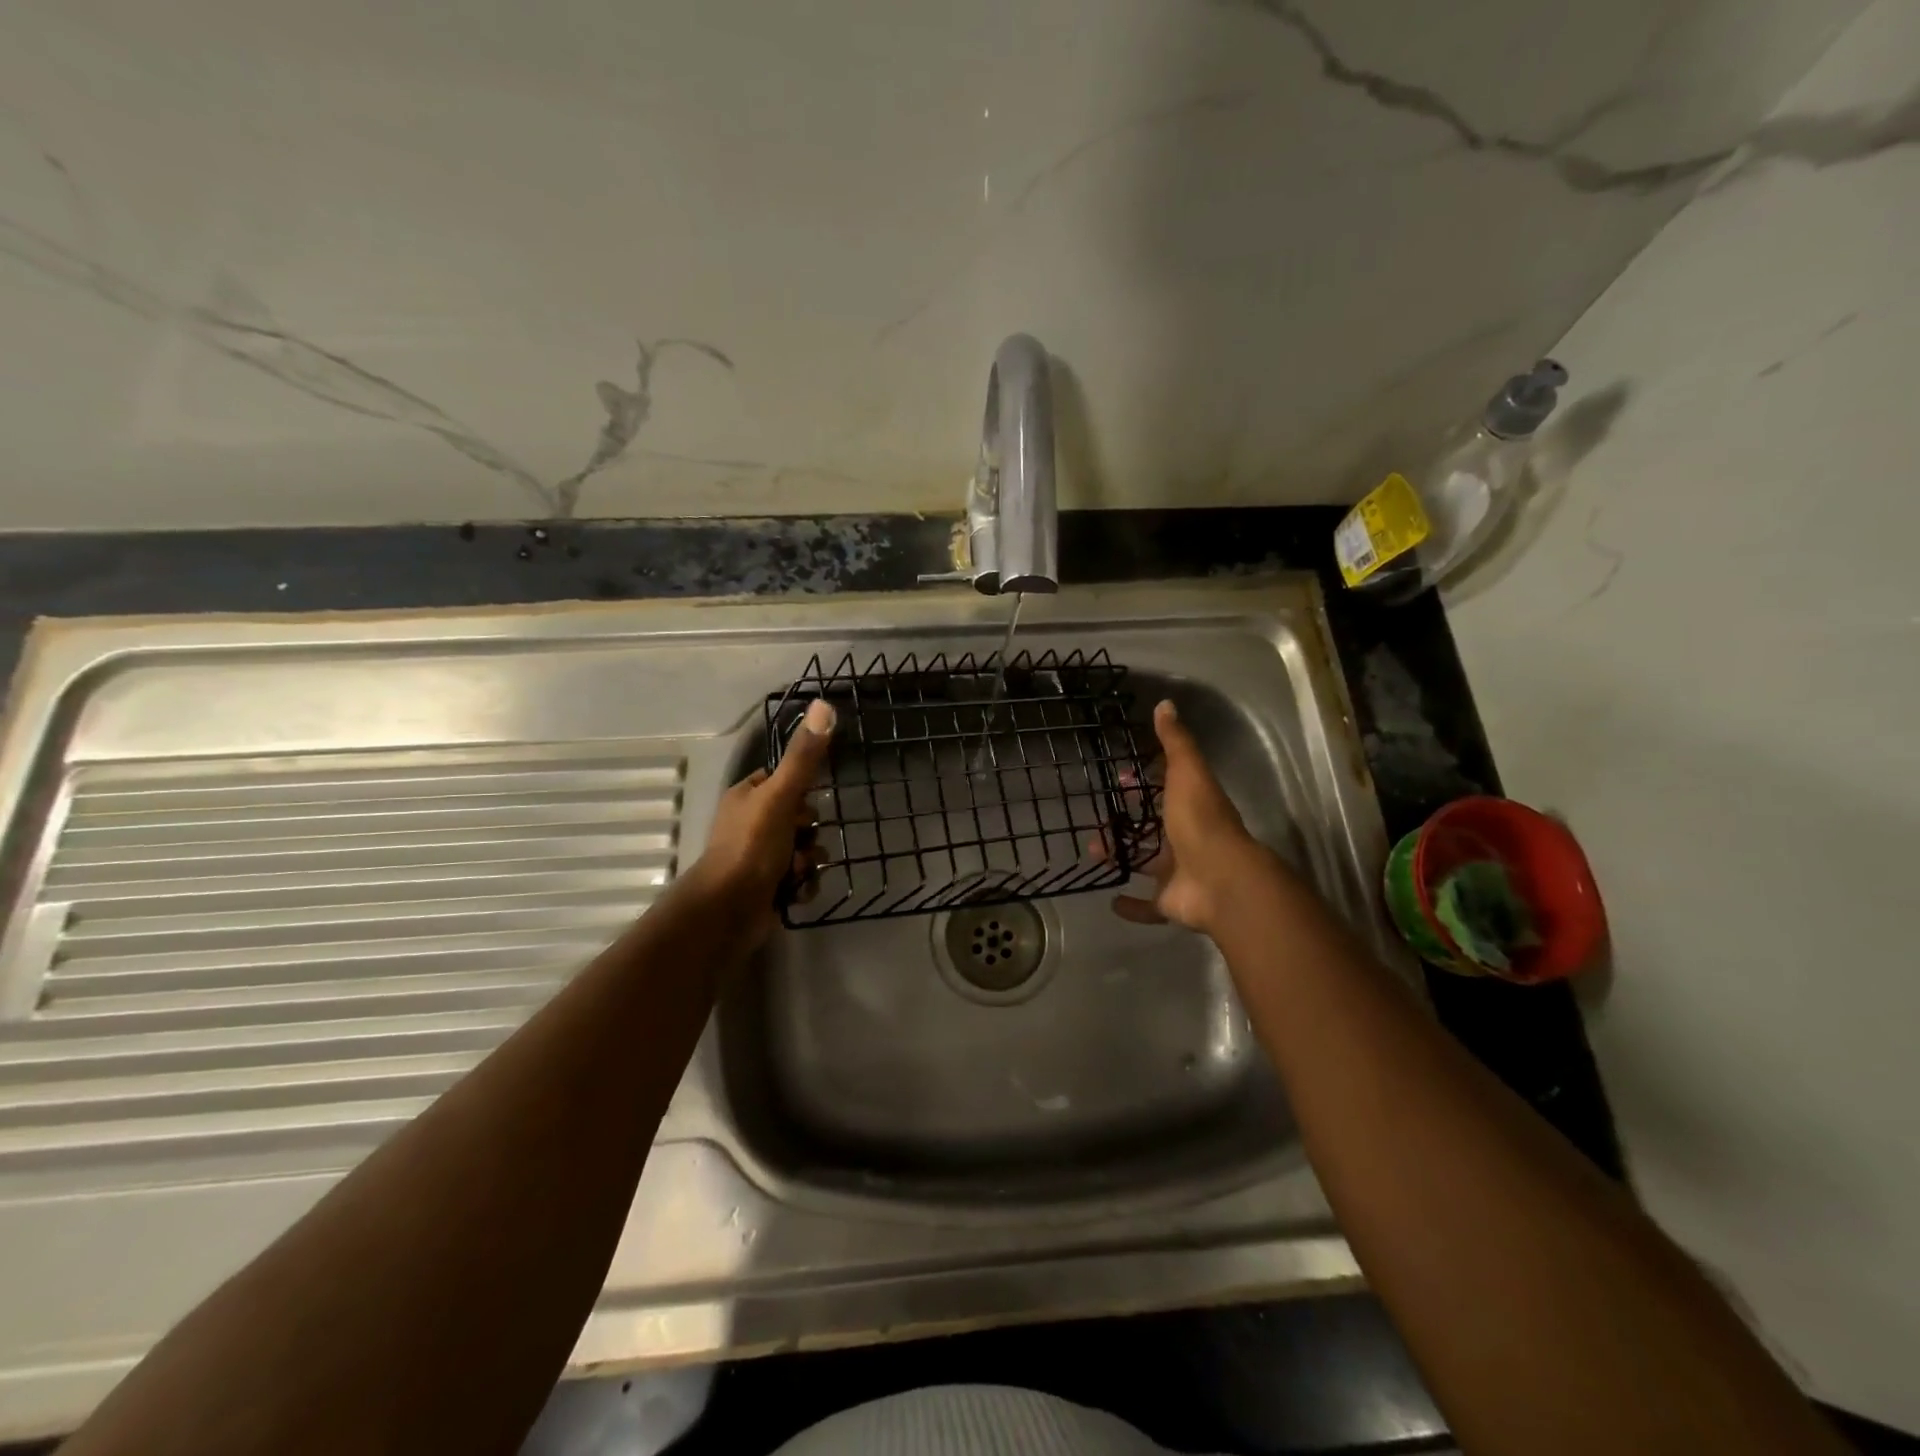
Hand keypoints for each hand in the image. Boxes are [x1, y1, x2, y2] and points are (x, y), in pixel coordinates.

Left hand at [688, 698, 835, 943]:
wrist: (728, 910)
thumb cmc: (751, 847)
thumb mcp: (781, 796)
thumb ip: (803, 757)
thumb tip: (824, 704)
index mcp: (746, 797)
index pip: (783, 782)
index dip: (801, 792)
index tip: (808, 802)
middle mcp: (749, 825)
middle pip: (798, 818)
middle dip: (809, 832)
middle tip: (802, 840)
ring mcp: (757, 858)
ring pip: (803, 849)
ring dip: (809, 860)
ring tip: (798, 870)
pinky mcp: (767, 888)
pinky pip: (800, 878)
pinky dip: (803, 884)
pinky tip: (796, 891)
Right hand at [1099, 699, 1272, 935]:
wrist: (1221, 880)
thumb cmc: (1201, 821)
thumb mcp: (1187, 773)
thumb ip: (1175, 742)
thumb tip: (1165, 704)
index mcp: (1192, 807)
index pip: (1167, 791)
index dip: (1144, 784)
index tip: (1120, 781)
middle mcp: (1188, 839)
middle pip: (1153, 829)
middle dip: (1127, 823)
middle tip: (1098, 820)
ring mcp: (1180, 873)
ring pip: (1146, 862)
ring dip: (1122, 856)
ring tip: (1093, 851)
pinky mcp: (1171, 902)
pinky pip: (1149, 905)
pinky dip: (1132, 906)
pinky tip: (1112, 900)